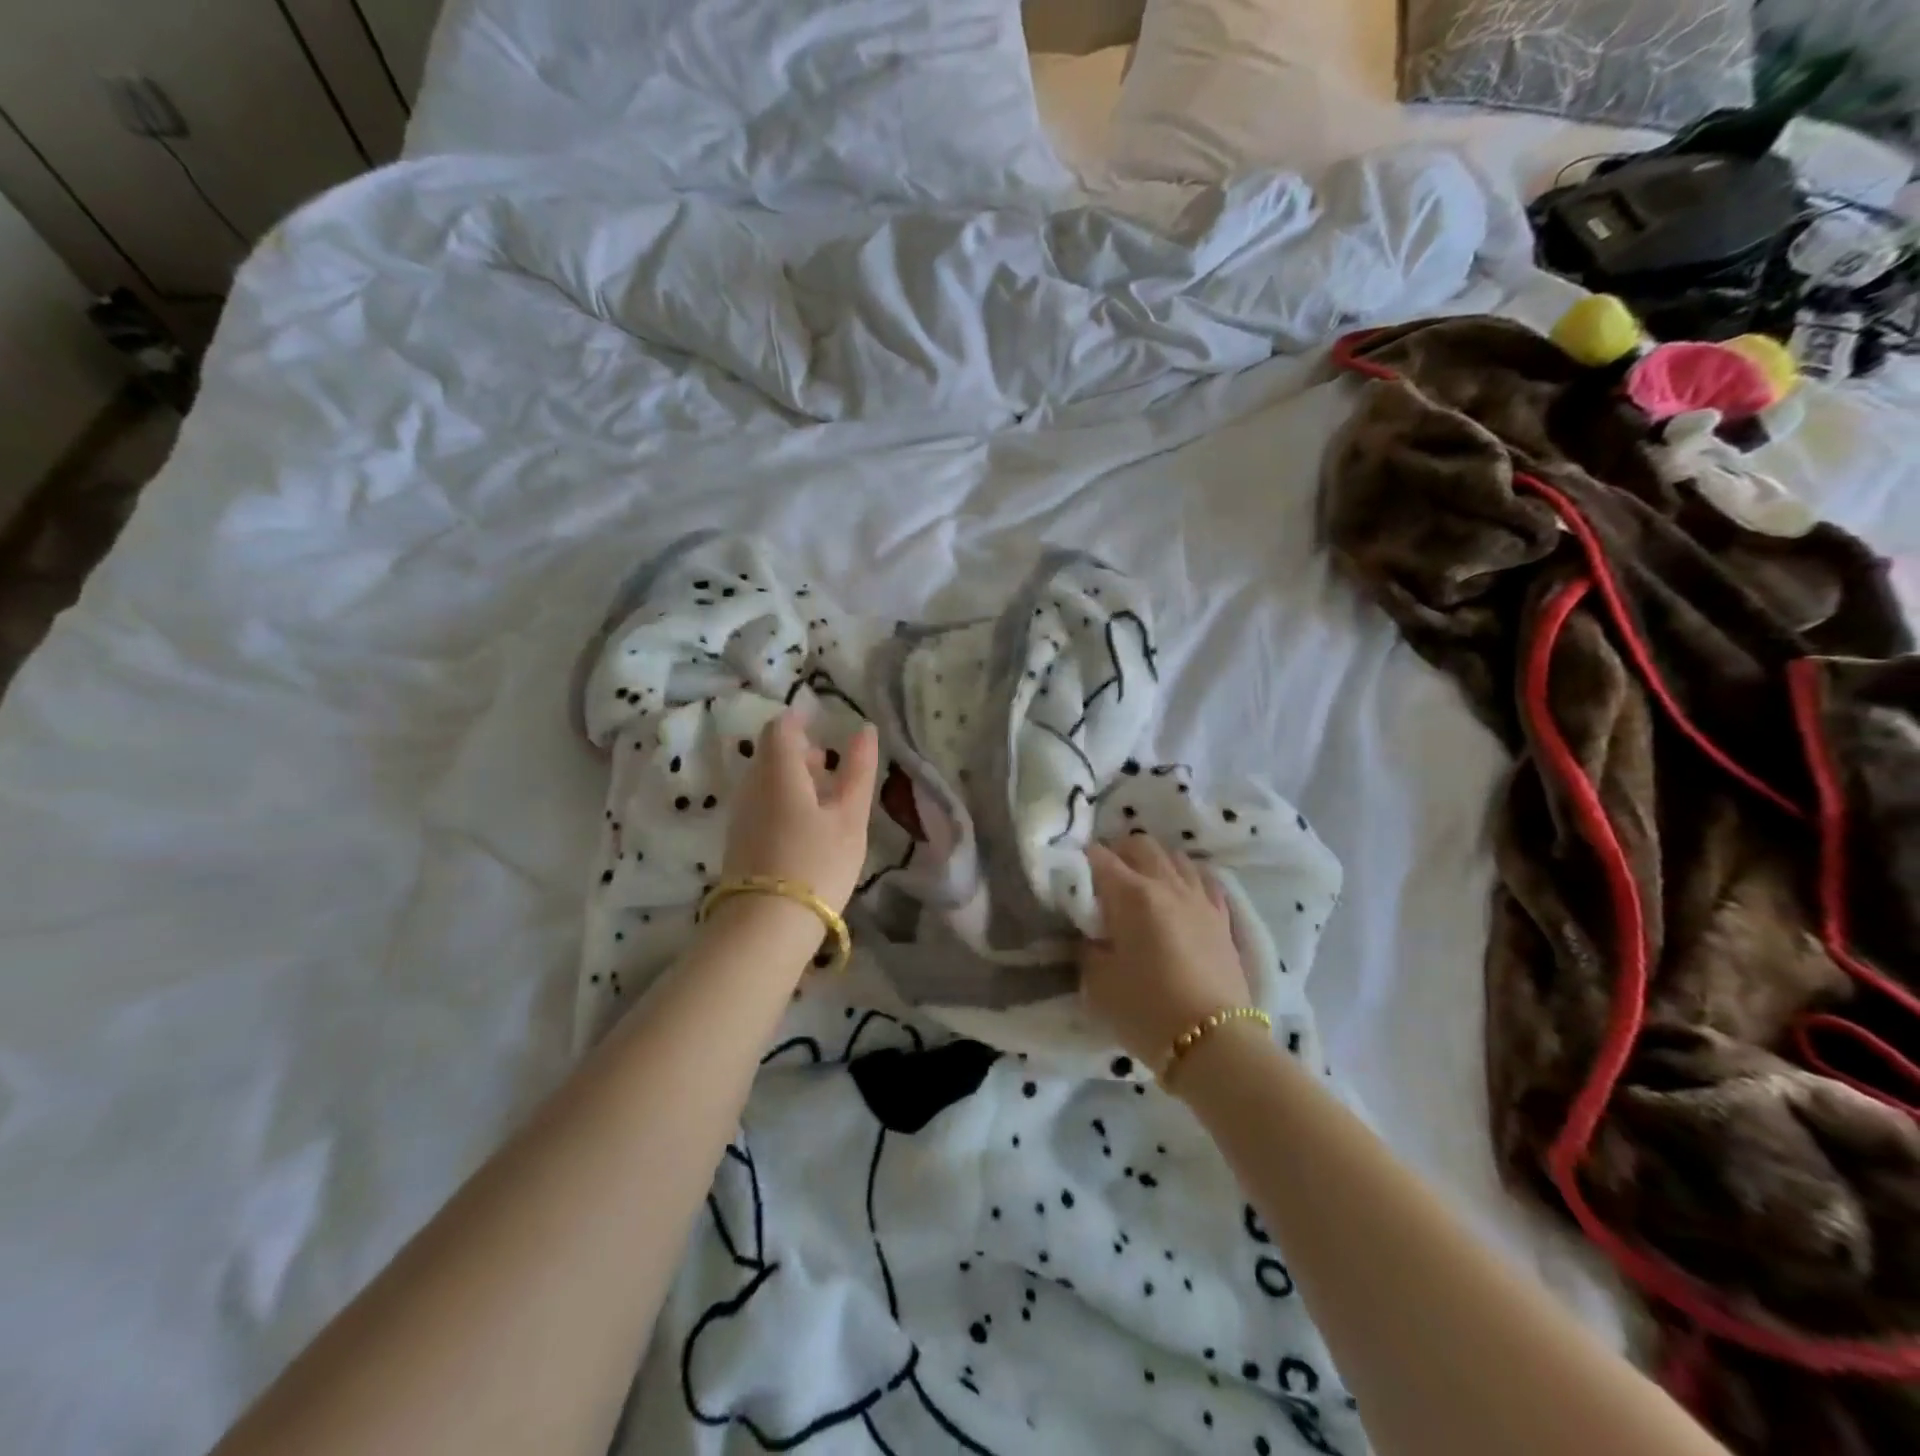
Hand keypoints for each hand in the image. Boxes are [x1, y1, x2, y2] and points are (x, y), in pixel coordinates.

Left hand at [719, 708, 878, 913]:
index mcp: (778, 772)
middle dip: (797, 751)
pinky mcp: (739, 843)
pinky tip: (805, 827)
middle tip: (829, 763)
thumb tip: (865, 730)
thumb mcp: (850, 818)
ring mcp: (741, 817)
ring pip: (764, 782)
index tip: (822, 724)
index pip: (779, 728)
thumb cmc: (817, 864)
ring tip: (824, 799)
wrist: (766, 927)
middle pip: (769, 754)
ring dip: (791, 779)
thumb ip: (858, 771)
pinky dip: (782, 802)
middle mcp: (752, 787)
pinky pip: (760, 806)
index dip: (799, 720)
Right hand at [1079, 836, 1254, 1067]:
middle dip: (1119, 852)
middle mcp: (1167, 886)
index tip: (1072, 875)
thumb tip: (1091, 933)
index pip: (1099, 857)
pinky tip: (1180, 895)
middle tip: (1104, 878)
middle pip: (1141, 845)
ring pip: (1176, 858)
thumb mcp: (1098, 983)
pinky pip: (1205, 881)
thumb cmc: (1147, 1012)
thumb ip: (1089, 948)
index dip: (1081, 860)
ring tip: (1142, 885)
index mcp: (1132, 895)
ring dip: (1154, 863)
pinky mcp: (1223, 920)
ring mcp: (1200, 900)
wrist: (1216, 1045)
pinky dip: (1188, 879)